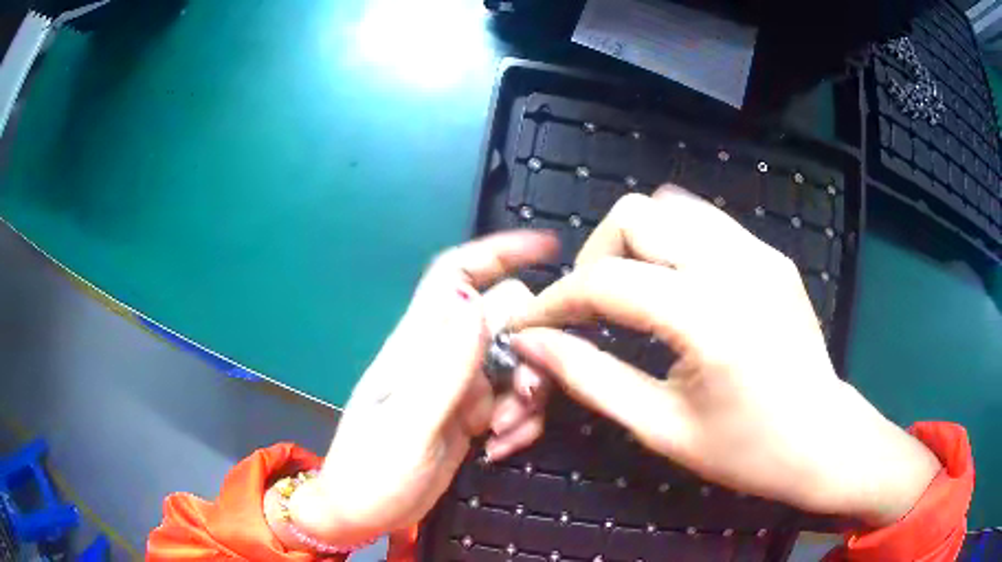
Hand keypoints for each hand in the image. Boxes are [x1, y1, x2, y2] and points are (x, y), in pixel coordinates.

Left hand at [281, 232, 555, 545]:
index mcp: (418, 346)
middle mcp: (442, 357)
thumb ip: (443, 370)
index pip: (456, 276)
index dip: (497, 252)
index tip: (547, 248)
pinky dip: (520, 422)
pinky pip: (513, 400)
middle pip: (503, 319)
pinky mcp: (471, 414)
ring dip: (527, 397)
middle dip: (530, 351)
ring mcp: (459, 387)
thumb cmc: (372, 474)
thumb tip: (474, 304)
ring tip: (504, 435)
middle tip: (524, 396)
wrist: (361, 513)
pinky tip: (500, 449)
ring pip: (517, 363)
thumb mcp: (408, 427)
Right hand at [509, 187, 940, 526]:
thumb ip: (591, 379)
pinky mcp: (771, 253)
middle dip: (594, 258)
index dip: (554, 300)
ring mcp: (759, 251)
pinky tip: (672, 284)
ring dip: (632, 245)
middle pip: (634, 216)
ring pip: (667, 206)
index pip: (606, 281)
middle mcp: (736, 266)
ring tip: (630, 295)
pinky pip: (703, 221)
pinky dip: (670, 241)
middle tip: (590, 310)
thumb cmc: (747, 451)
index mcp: (710, 319)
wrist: (824, 439)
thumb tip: (533, 345)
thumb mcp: (662, 428)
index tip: (528, 324)